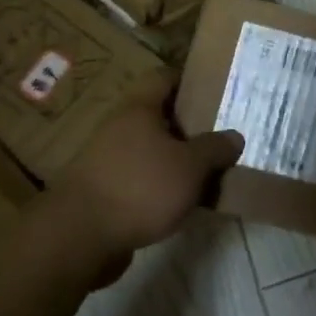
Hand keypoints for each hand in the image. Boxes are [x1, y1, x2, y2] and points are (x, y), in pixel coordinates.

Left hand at [55, 84, 242, 262]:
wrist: (80, 237)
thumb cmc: (140, 187)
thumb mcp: (190, 166)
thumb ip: (215, 149)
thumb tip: (234, 136)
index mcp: (138, 109)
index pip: (163, 77)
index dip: (189, 80)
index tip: (215, 92)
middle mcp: (119, 127)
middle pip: (159, 116)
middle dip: (189, 126)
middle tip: (221, 137)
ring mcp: (108, 160)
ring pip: (152, 150)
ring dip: (177, 159)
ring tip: (209, 172)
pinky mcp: (105, 191)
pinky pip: (142, 178)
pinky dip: (162, 185)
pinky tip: (184, 201)